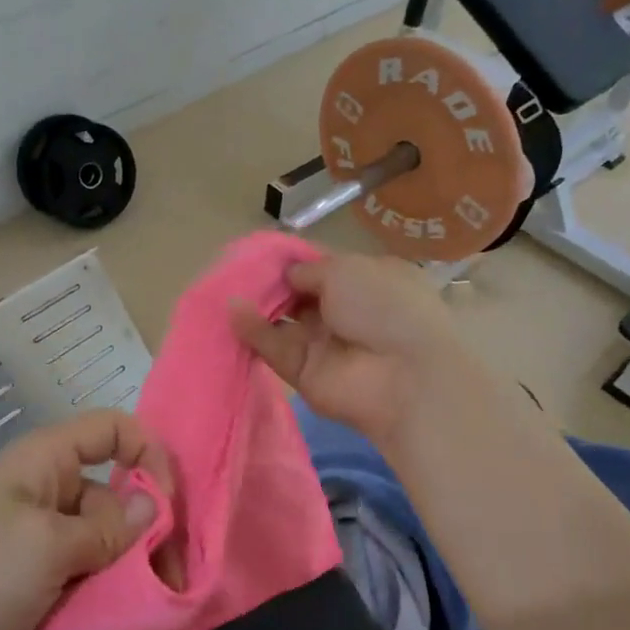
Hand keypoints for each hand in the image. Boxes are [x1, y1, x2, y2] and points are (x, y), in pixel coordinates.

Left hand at [0, 411, 172, 629]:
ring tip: (135, 607)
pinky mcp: (26, 570)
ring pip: (98, 534)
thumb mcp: (48, 549)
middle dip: (142, 529)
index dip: (149, 455)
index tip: (167, 507)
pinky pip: (76, 565)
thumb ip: (107, 528)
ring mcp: (32, 530)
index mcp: (44, 459)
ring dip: (120, 566)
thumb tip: (152, 506)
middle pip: (112, 490)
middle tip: (167, 581)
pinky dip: (94, 585)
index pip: (113, 428)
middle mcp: (42, 485)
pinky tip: (105, 615)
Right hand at [231, 252, 464, 449]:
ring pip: (283, 322)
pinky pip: (275, 348)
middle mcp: (347, 312)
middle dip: (271, 283)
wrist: (403, 376)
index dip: (296, 260)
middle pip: (300, 295)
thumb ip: (309, 269)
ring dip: (258, 306)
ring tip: (225, 289)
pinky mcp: (305, 373)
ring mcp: (326, 344)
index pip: (325, 267)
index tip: (264, 253)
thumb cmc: (383, 306)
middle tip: (237, 270)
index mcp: (368, 281)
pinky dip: (254, 331)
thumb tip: (288, 274)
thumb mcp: (347, 269)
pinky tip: (234, 312)